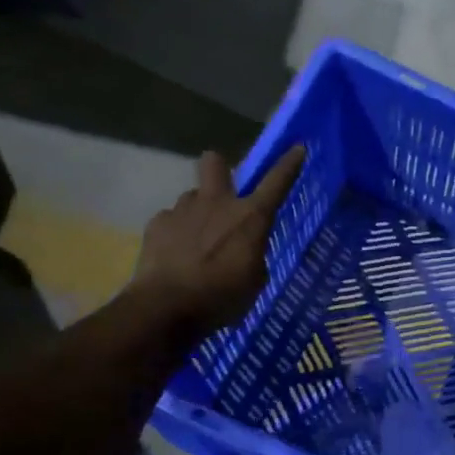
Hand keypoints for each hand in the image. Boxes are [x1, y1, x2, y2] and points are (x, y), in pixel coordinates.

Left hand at [130, 147, 304, 331]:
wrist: (167, 307)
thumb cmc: (222, 298)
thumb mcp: (255, 282)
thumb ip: (253, 256)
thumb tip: (244, 248)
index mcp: (250, 218)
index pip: (276, 183)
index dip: (288, 164)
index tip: (297, 148)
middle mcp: (216, 203)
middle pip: (215, 162)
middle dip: (220, 170)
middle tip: (223, 193)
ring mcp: (182, 210)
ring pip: (192, 197)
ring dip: (198, 212)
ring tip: (197, 243)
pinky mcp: (157, 224)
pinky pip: (171, 220)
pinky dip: (176, 234)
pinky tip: (176, 256)